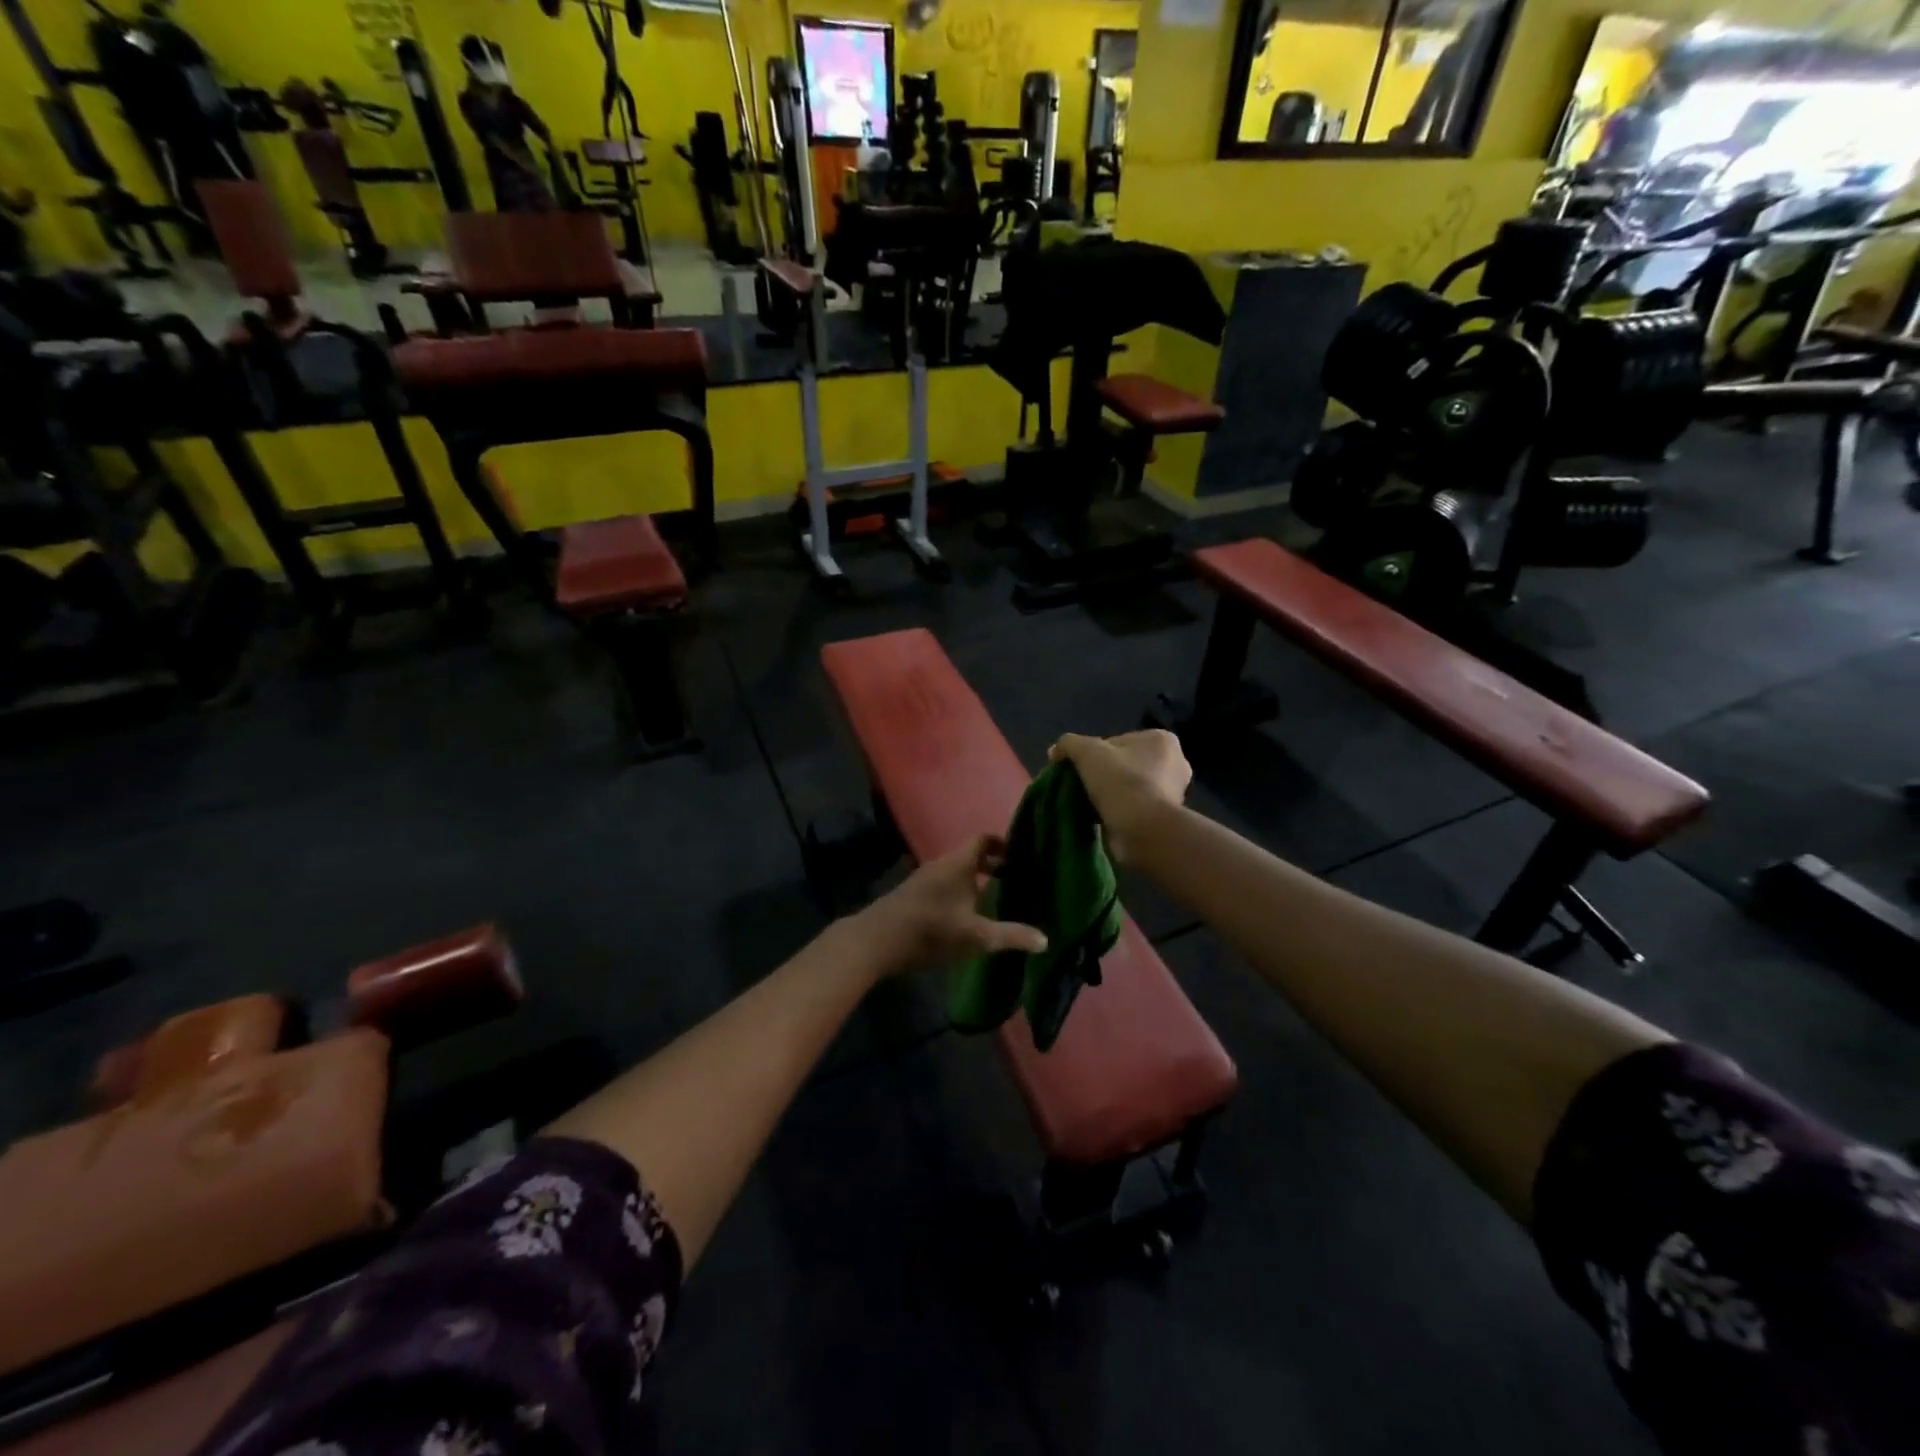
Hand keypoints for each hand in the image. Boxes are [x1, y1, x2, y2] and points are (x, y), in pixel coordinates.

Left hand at [854, 835, 1046, 975]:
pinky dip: (960, 891)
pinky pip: (944, 884)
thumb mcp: (977, 936)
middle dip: (993, 865)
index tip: (1022, 855)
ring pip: (956, 871)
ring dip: (975, 880)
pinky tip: (967, 914)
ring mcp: (925, 879)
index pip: (984, 839)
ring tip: (997, 897)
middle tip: (1017, 878)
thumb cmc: (931, 930)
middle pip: (971, 856)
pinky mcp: (914, 895)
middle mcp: (942, 864)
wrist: (877, 941)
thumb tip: (1045, 940)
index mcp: (959, 863)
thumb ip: (1011, 936)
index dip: (1003, 844)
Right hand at [1048, 730, 1191, 863]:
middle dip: (1103, 774)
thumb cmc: (1121, 782)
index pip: (1117, 741)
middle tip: (1082, 787)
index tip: (1079, 770)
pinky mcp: (1166, 818)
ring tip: (1090, 805)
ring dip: (1111, 794)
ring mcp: (1173, 792)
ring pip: (1129, 786)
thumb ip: (1069, 744)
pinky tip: (1103, 818)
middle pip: (1124, 764)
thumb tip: (1055, 751)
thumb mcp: (1086, 752)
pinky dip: (1119, 811)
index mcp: (1161, 740)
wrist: (1143, 831)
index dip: (1093, 754)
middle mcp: (1174, 763)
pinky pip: (1134, 807)